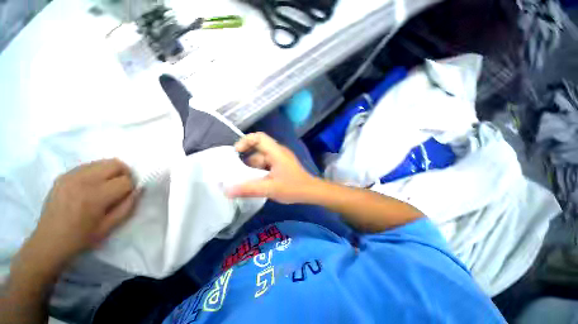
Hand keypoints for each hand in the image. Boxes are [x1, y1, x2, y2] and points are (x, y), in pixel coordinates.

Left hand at [29, 159, 138, 268]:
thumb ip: (128, 206)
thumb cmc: (81, 237)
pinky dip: (97, 172)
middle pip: (116, 164)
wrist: (49, 241)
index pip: (125, 181)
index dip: (130, 188)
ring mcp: (71, 176)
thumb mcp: (110, 226)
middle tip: (120, 187)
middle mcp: (83, 181)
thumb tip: (139, 189)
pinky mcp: (64, 175)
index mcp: (95, 197)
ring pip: (103, 162)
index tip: (125, 197)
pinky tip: (92, 185)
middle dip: (124, 174)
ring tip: (106, 186)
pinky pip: (89, 165)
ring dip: (111, 172)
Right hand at [227, 132, 318, 203]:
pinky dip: (258, 171)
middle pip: (257, 150)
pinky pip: (266, 165)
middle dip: (246, 160)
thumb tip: (227, 190)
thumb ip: (249, 189)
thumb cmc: (293, 188)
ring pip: (261, 159)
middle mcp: (277, 152)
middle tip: (235, 172)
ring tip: (243, 180)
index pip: (259, 137)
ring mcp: (279, 159)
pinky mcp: (280, 165)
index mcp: (276, 152)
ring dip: (252, 168)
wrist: (311, 192)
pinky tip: (254, 182)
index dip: (245, 141)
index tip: (236, 153)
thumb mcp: (270, 189)